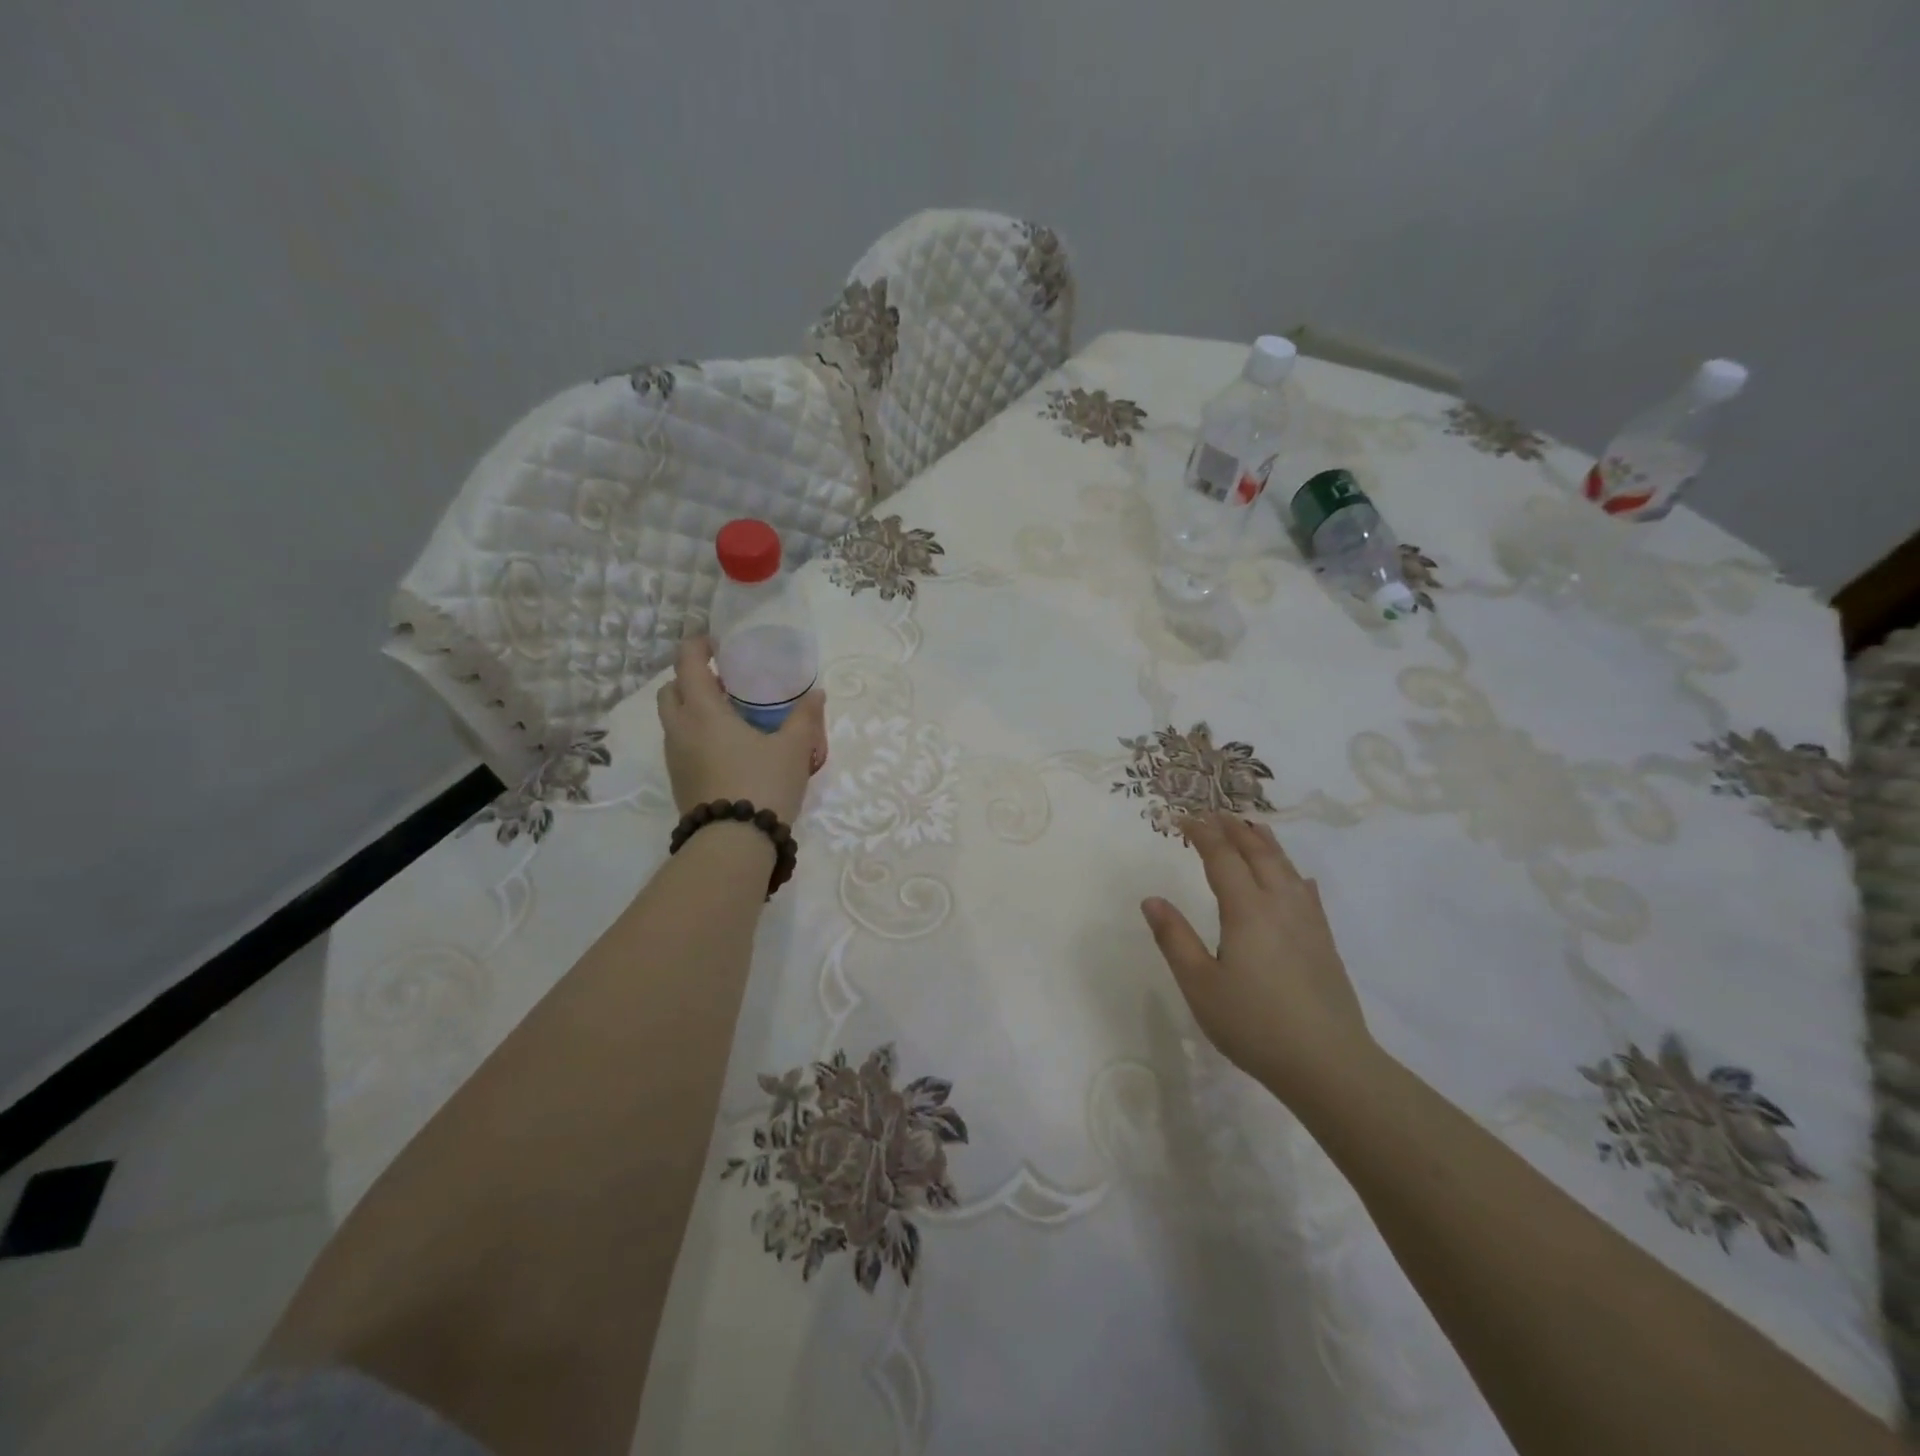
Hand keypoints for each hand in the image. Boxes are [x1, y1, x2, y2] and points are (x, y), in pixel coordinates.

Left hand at [656, 637, 825, 826]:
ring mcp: (675, 758)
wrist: (734, 843)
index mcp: (703, 712)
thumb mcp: (794, 749)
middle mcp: (680, 729)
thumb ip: (805, 717)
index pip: (687, 663)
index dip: (698, 646)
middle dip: (691, 678)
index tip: (718, 644)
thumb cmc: (763, 784)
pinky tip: (728, 748)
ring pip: (673, 719)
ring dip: (692, 708)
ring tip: (730, 716)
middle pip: (670, 690)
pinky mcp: (679, 781)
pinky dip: (696, 734)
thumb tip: (817, 694)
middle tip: (724, 682)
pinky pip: (681, 744)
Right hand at [1141, 814, 1373, 1100]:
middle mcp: (1280, 904)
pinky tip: (1299, 878)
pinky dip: (1295, 874)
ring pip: (1286, 868)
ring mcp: (1307, 922)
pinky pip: (1308, 892)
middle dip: (1233, 829)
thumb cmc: (1253, 1024)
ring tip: (1252, 827)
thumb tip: (1152, 900)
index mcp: (1246, 910)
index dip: (1202, 834)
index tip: (1183, 818)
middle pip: (1257, 853)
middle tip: (1214, 813)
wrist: (1328, 1063)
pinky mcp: (1324, 942)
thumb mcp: (1200, 984)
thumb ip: (1174, 939)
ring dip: (1265, 843)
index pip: (1222, 857)